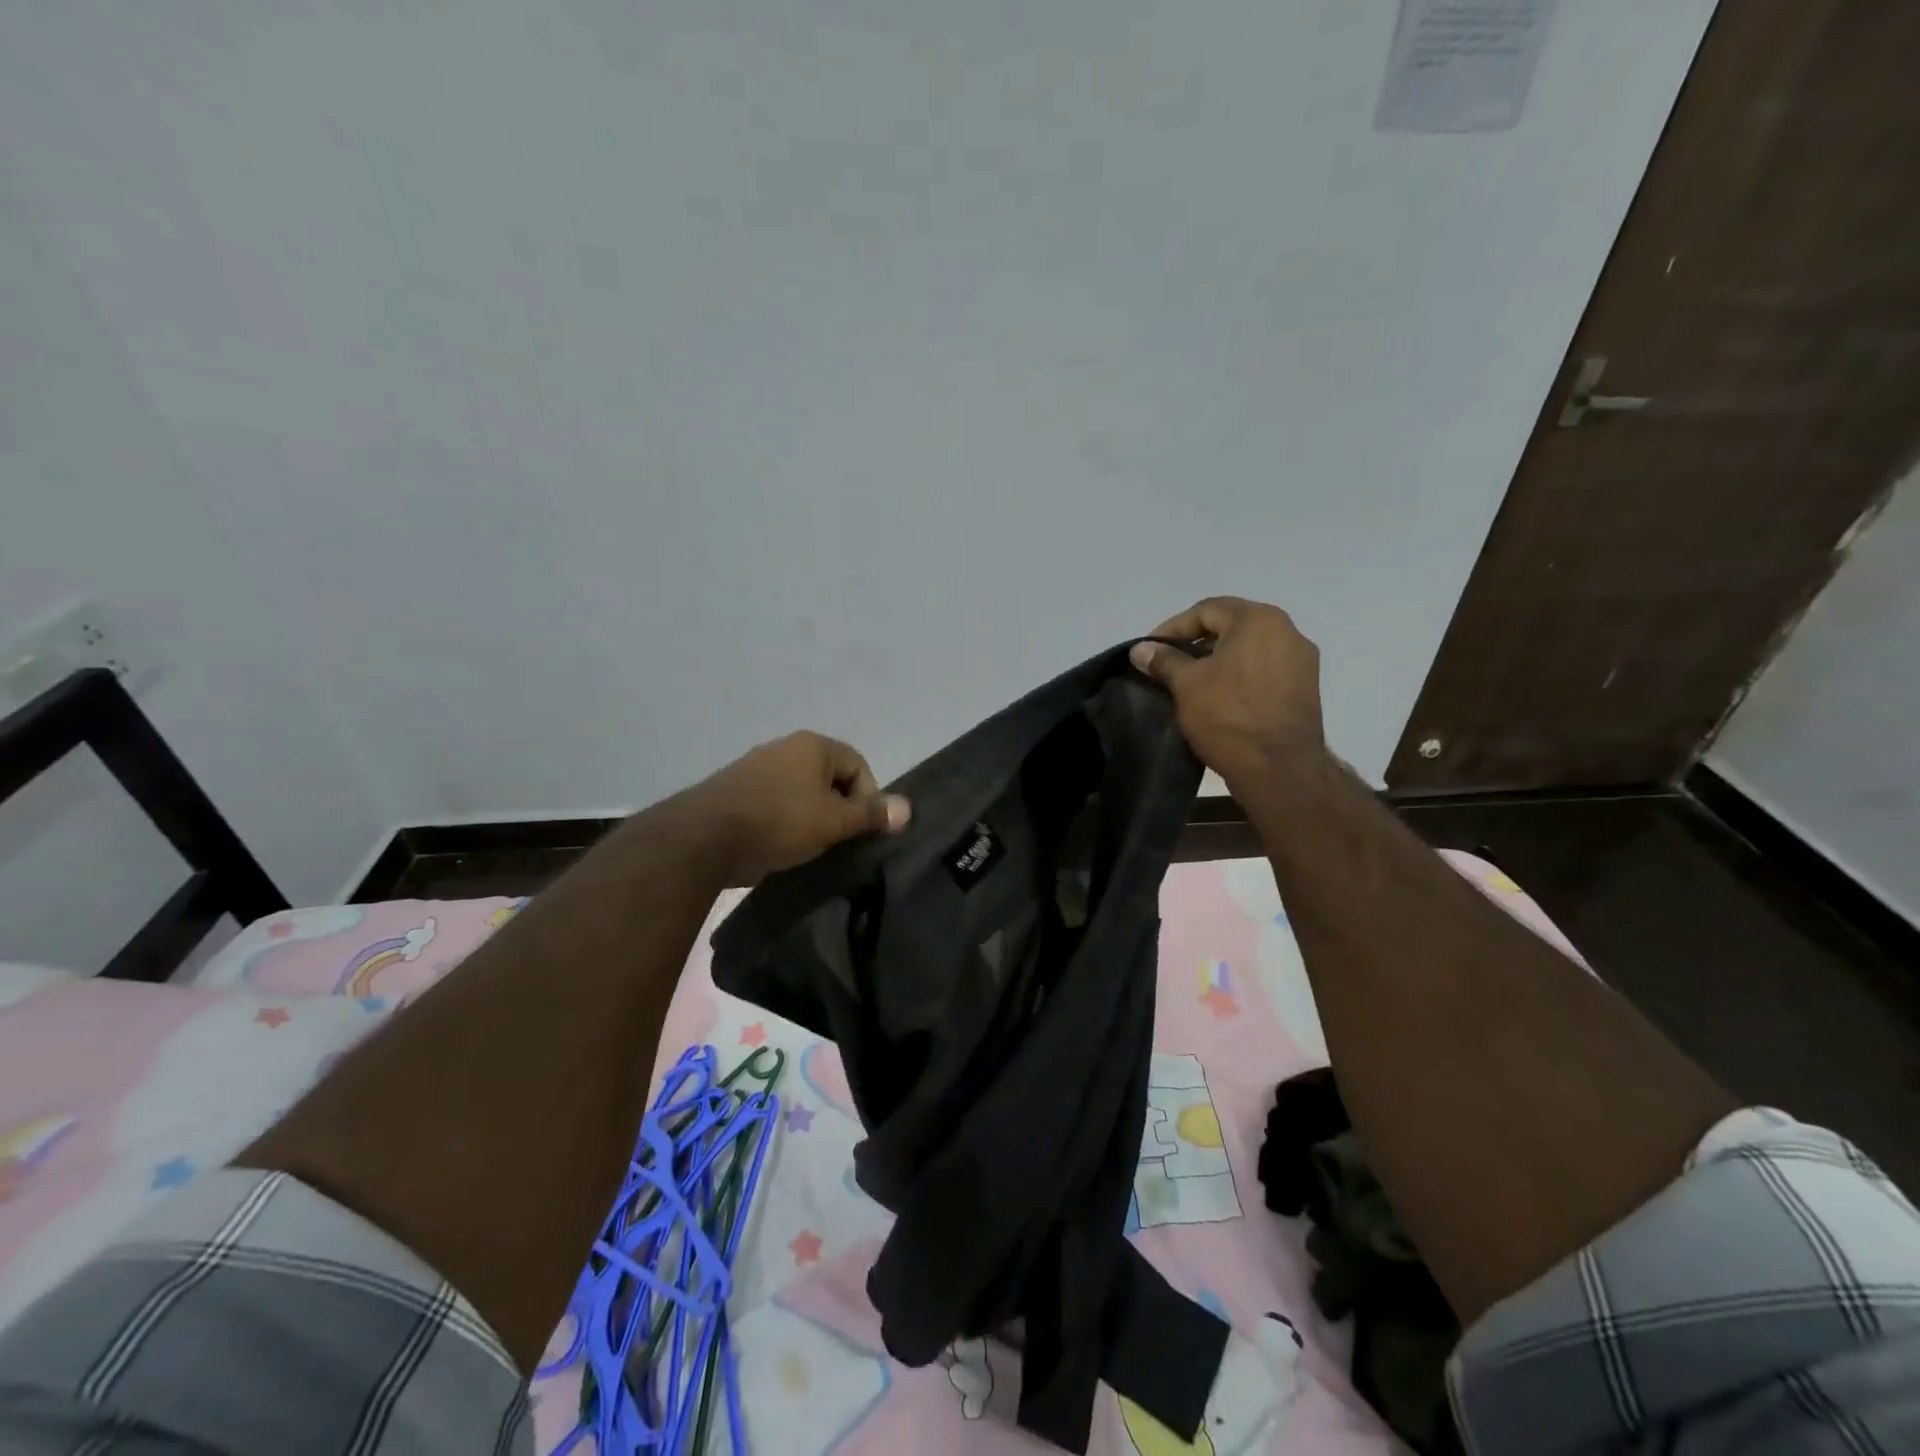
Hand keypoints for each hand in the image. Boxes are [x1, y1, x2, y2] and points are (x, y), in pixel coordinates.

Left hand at [683, 731, 910, 885]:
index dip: (868, 798)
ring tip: (810, 847)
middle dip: (839, 809)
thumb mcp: (833, 822)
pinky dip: (785, 821)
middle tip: (838, 841)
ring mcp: (757, 767)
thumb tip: (908, 808)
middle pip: (830, 778)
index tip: (861, 830)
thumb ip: (871, 814)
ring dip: (812, 817)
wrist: (703, 837)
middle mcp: (786, 748)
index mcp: (813, 745)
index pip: (859, 765)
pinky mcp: (736, 790)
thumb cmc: (779, 821)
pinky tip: (781, 845)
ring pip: (801, 792)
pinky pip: (775, 803)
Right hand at [1129, 597, 1324, 788]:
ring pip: (1249, 649)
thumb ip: (1163, 660)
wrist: (1279, 769)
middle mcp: (1287, 631)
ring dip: (1219, 661)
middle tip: (1169, 664)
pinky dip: (1240, 676)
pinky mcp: (1306, 689)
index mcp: (1259, 620)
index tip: (1151, 650)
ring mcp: (1302, 661)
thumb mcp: (1186, 685)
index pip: (1207, 610)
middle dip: (1196, 643)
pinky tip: (1220, 698)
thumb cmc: (1228, 716)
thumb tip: (1140, 649)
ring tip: (1192, 682)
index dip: (1173, 628)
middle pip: (1231, 626)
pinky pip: (1265, 670)